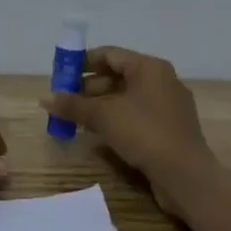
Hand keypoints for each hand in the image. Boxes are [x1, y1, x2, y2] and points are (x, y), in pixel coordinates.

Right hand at [39, 47, 215, 210]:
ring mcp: (169, 104)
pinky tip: (99, 133)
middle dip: (89, 87)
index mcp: (149, 67)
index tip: (60, 75)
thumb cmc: (144, 133)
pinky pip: (138, 113)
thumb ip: (72, 105)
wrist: (185, 175)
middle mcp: (162, 79)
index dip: (82, 63)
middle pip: (118, 75)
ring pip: (127, 96)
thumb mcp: (103, 116)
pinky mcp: (170, 127)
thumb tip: (44, 98)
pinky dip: (117, 118)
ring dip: (100, 105)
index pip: (109, 55)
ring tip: (76, 119)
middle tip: (65, 101)